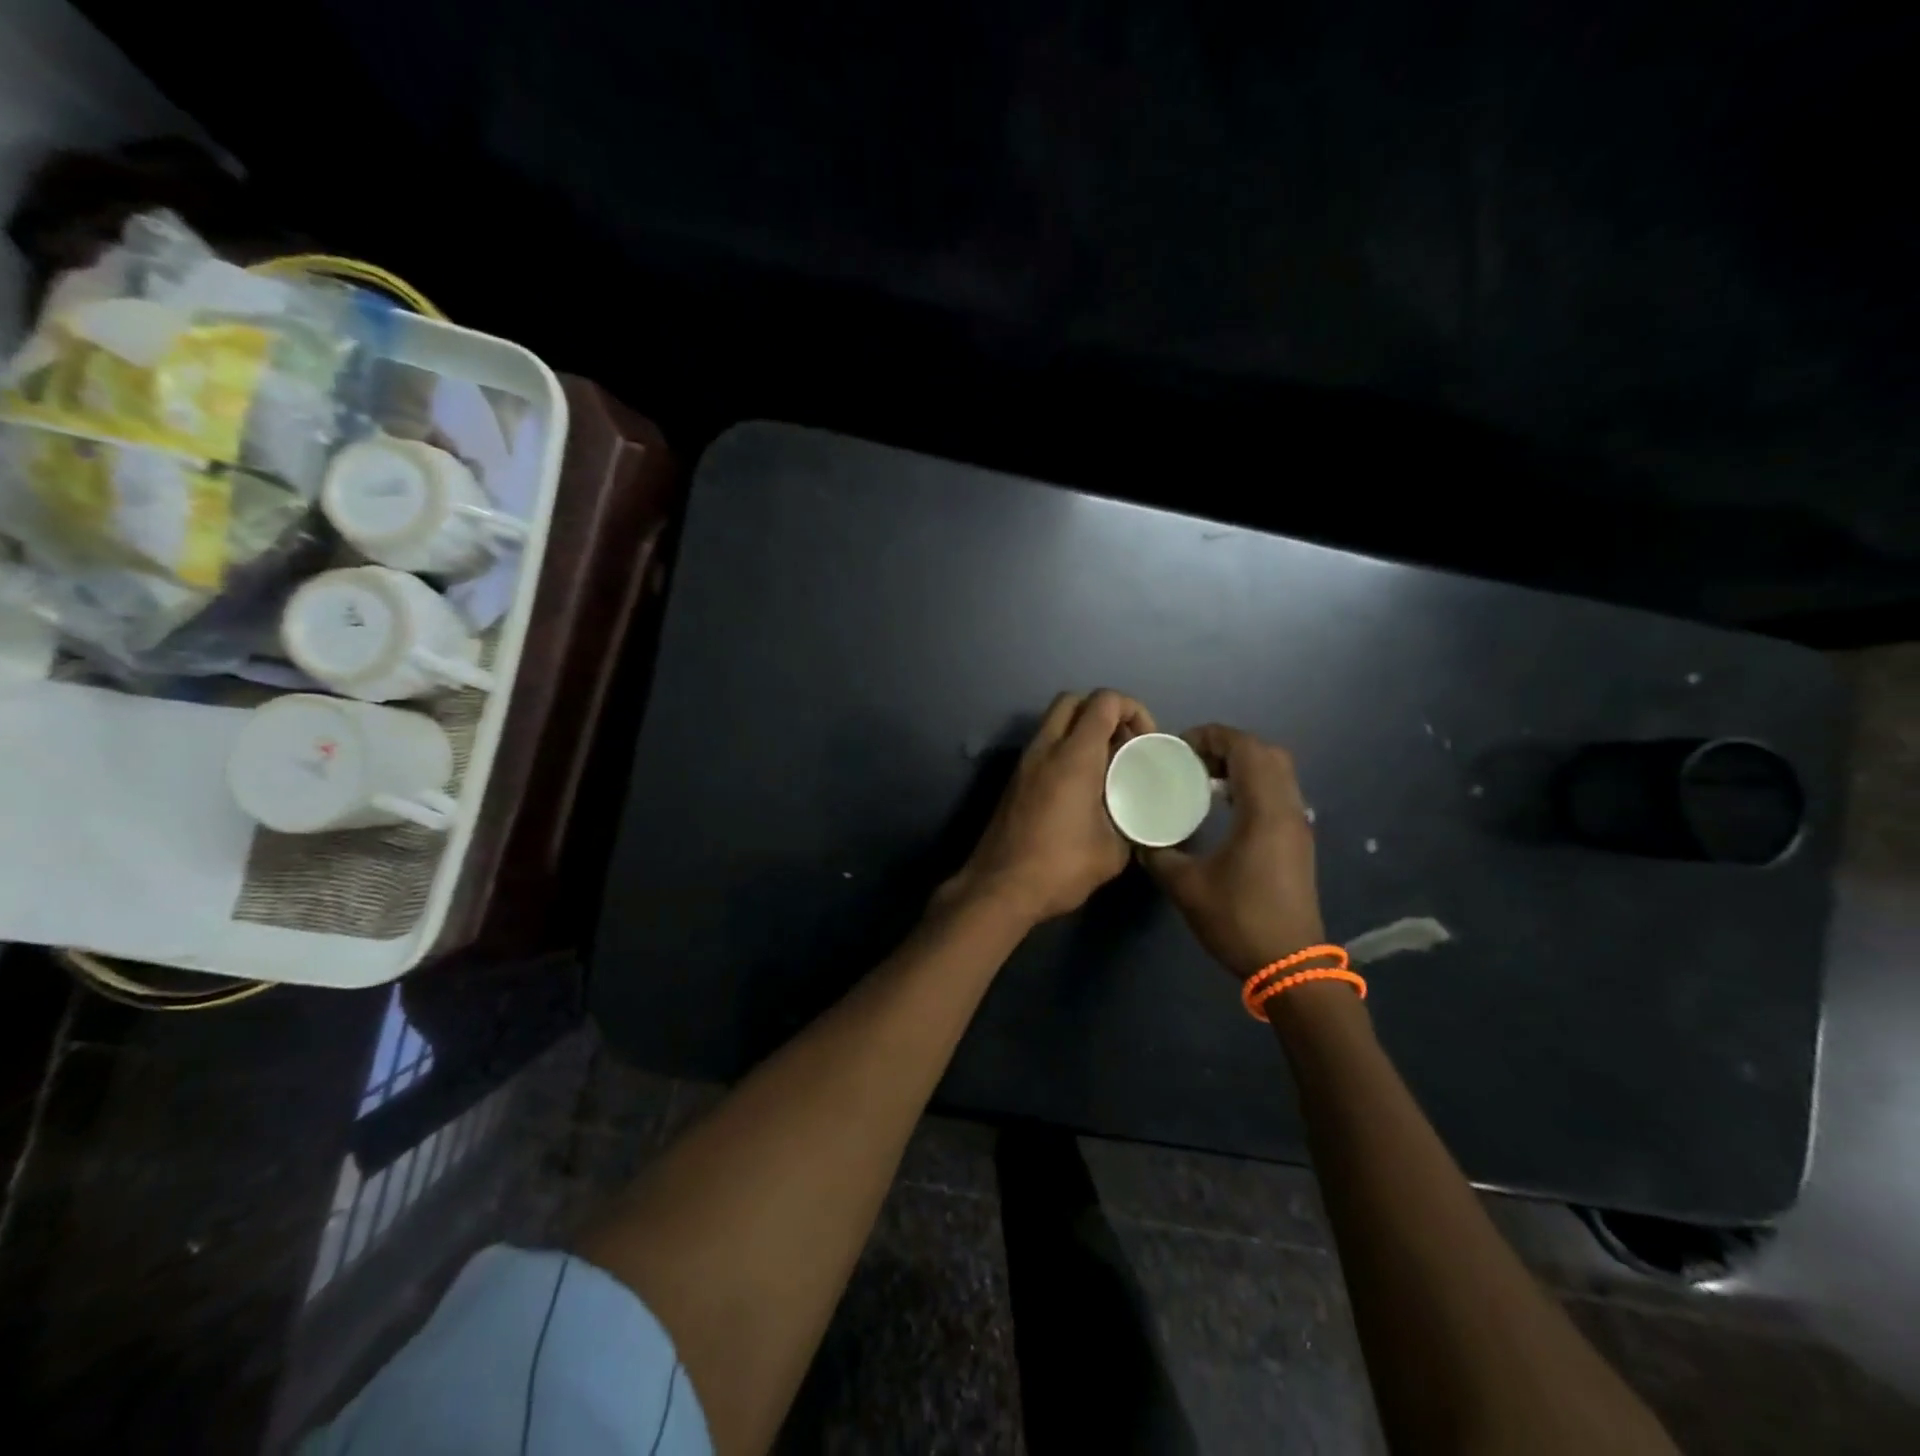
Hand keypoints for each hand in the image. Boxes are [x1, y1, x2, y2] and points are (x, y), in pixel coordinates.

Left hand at [942, 690, 1154, 923]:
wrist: (1000, 888)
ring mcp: (1025, 763)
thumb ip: (1131, 821)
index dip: (1134, 710)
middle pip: (1073, 700)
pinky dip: (1066, 750)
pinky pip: (1044, 746)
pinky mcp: (1015, 780)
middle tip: (1124, 746)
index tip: (1146, 743)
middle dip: (1104, 712)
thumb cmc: (1060, 866)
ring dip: (1082, 731)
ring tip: (1107, 768)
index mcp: (1074, 755)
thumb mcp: (1113, 850)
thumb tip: (1137, 815)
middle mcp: (1046, 748)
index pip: (1105, 701)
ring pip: (1054, 722)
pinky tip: (1082, 787)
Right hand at [1142, 725, 1325, 976]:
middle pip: (1266, 753)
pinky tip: (1224, 807)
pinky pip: (1278, 793)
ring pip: (1277, 772)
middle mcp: (1288, 809)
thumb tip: (1141, 837)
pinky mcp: (1297, 841)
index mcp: (1264, 811)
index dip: (1212, 736)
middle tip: (1192, 760)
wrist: (1290, 965)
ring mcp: (1298, 825)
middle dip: (1227, 745)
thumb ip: (1158, 854)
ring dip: (1242, 764)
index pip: (1246, 748)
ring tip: (1203, 779)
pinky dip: (1252, 784)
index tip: (1179, 748)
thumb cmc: (1239, 920)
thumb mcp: (1186, 886)